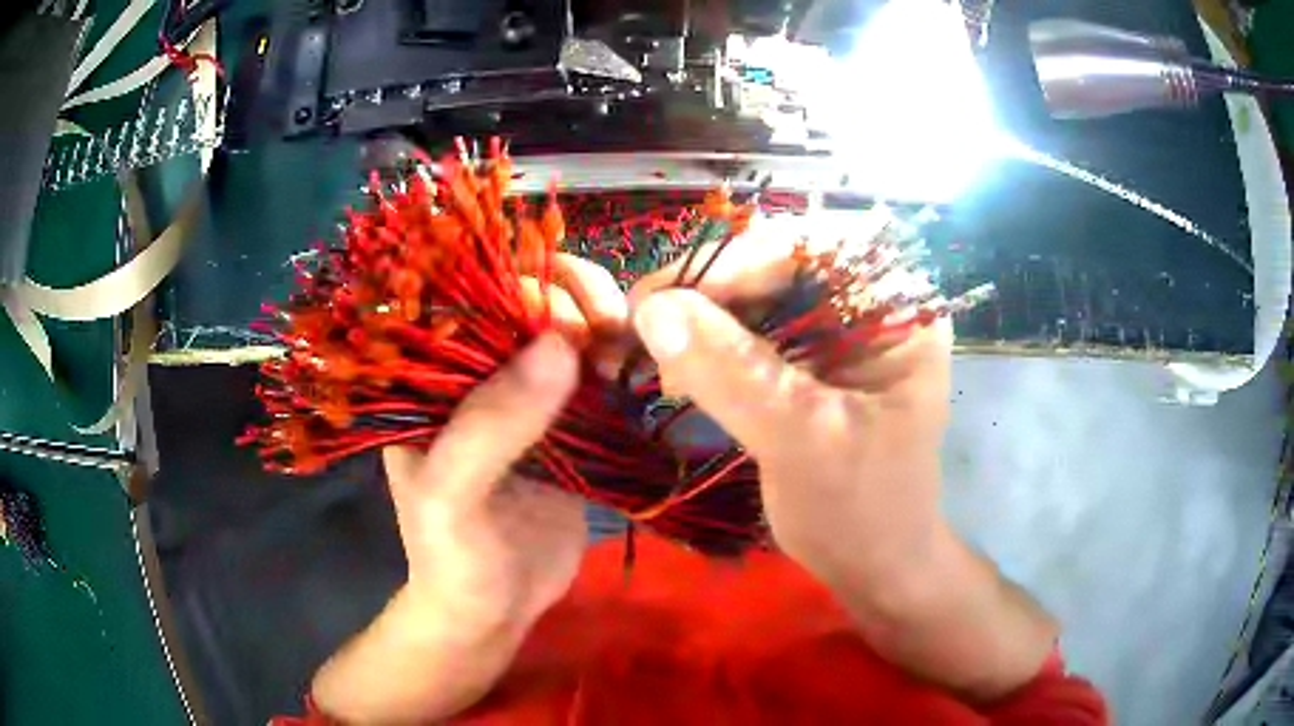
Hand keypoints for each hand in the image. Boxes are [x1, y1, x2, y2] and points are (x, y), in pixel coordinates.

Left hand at [313, 255, 628, 722]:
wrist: (494, 611)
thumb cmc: (454, 558)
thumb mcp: (454, 498)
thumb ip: (491, 426)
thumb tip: (561, 344)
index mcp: (430, 377)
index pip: (471, 297)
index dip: (521, 284)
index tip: (570, 310)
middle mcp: (475, 373)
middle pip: (528, 301)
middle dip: (575, 299)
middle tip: (611, 330)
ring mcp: (523, 395)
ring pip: (569, 328)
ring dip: (605, 325)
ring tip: (627, 356)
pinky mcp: (565, 421)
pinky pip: (595, 370)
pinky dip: (620, 358)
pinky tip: (636, 369)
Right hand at [628, 221, 951, 581]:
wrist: (872, 564)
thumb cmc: (860, 511)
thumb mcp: (803, 442)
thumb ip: (734, 374)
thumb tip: (652, 309)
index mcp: (897, 309)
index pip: (814, 249)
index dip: (736, 262)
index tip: (664, 299)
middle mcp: (870, 303)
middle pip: (779, 264)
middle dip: (710, 292)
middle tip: (645, 325)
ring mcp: (839, 329)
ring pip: (756, 294)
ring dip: (701, 320)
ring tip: (658, 356)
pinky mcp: (810, 357)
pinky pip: (750, 330)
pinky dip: (709, 346)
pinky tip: (681, 371)